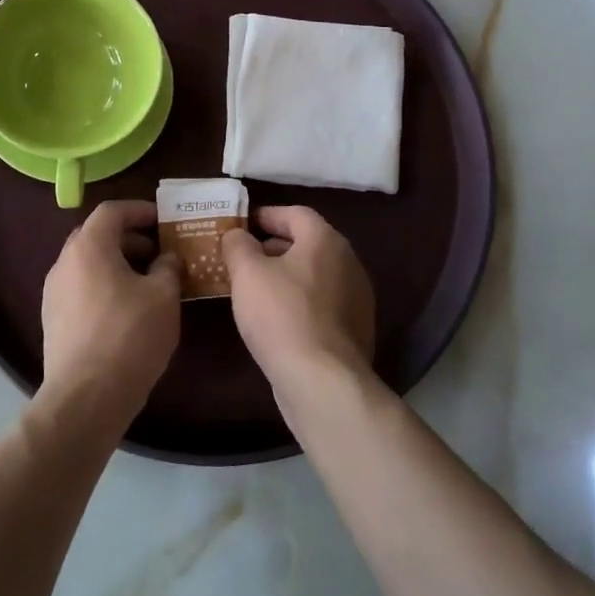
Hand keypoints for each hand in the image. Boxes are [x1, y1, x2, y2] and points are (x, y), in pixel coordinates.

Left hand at [40, 200, 183, 433]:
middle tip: (158, 251)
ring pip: (88, 264)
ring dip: (117, 263)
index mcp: (89, 247)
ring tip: (148, 282)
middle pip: (97, 235)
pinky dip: (104, 285)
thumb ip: (168, 267)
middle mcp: (64, 262)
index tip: (163, 219)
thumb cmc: (129, 336)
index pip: (111, 211)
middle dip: (129, 238)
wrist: (85, 397)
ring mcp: (54, 292)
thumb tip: (167, 258)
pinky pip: (81, 288)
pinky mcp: (53, 320)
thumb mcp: (163, 296)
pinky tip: (128, 309)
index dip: (139, 210)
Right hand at [222, 206, 375, 395]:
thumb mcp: (247, 273)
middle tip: (245, 257)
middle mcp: (348, 262)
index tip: (244, 224)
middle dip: (275, 246)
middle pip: (308, 243)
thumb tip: (237, 234)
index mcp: (325, 240)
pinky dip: (301, 301)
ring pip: (316, 274)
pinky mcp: (356, 329)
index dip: (267, 215)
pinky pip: (323, 303)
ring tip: (257, 289)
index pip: (296, 213)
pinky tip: (278, 319)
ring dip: (288, 275)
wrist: (323, 381)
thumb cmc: (281, 315)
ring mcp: (357, 298)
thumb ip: (238, 245)